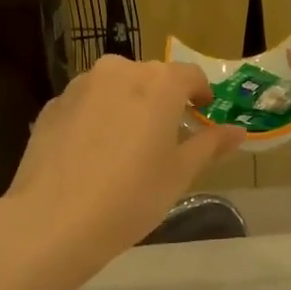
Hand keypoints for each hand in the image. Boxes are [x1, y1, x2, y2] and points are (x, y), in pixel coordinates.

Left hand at [0, 55, 243, 271]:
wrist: (53, 219)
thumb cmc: (131, 196)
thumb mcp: (180, 173)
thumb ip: (210, 144)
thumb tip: (238, 131)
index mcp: (159, 82)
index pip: (191, 75)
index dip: (201, 94)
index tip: (203, 115)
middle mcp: (119, 70)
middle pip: (151, 78)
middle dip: (162, 100)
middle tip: (165, 137)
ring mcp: (80, 85)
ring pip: (115, 87)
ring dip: (127, 106)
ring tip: (126, 146)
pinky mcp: (52, 105)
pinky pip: (86, 104)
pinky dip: (96, 118)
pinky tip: (92, 155)